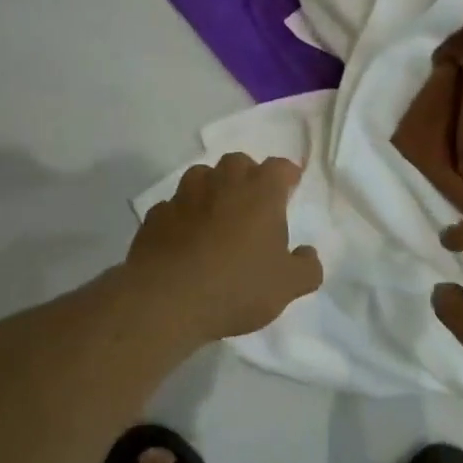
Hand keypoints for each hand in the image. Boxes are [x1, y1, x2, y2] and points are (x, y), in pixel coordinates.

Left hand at [127, 153, 322, 342]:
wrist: (167, 301)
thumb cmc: (237, 286)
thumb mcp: (286, 286)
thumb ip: (306, 268)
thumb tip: (308, 254)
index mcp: (260, 193)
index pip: (279, 167)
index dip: (287, 175)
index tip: (290, 186)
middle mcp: (222, 184)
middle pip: (237, 162)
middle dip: (247, 175)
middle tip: (253, 200)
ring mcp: (184, 197)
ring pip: (200, 176)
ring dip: (212, 188)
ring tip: (216, 213)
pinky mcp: (155, 217)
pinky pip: (172, 206)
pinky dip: (182, 215)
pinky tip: (184, 236)